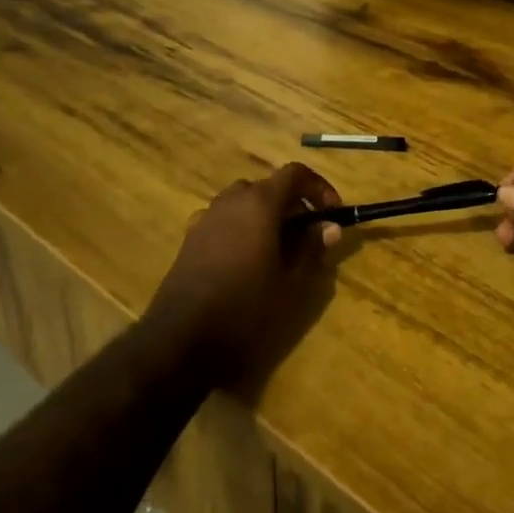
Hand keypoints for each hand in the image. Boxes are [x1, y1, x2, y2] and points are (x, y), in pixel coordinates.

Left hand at [147, 164, 343, 387]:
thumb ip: (311, 247)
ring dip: (266, 216)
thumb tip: (329, 227)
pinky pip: (224, 220)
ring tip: (279, 249)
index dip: (318, 187)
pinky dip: (241, 228)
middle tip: (308, 236)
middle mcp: (231, 200)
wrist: (181, 339)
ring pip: (244, 203)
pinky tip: (246, 261)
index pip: (295, 173)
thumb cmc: (245, 308)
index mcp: (259, 203)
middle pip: (268, 187)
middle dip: (292, 205)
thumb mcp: (290, 282)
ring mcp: (206, 217)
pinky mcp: (191, 238)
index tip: (332, 213)